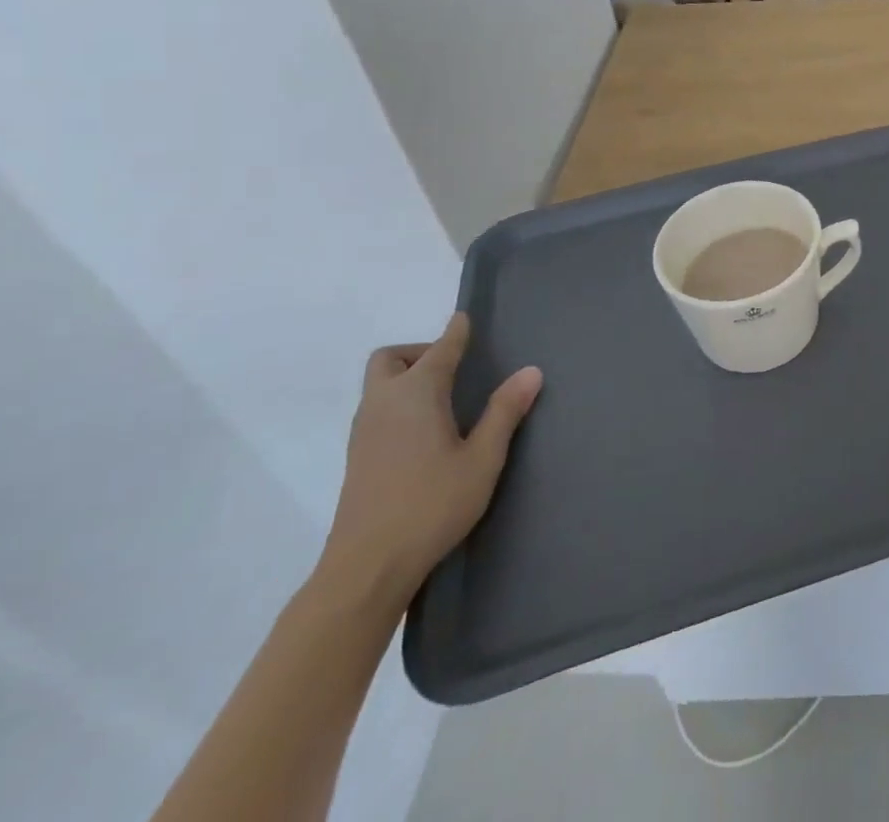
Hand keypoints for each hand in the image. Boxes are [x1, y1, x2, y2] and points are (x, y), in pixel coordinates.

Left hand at [318, 314, 542, 605]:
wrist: (366, 569)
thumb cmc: (431, 506)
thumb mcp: (482, 458)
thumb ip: (505, 411)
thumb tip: (531, 371)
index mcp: (416, 395)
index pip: (440, 349)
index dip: (455, 332)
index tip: (464, 318)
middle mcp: (384, 403)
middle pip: (390, 359)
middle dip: (420, 352)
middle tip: (453, 369)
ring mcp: (364, 431)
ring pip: (379, 384)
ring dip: (406, 377)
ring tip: (444, 398)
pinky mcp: (357, 457)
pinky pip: (377, 409)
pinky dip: (398, 402)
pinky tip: (423, 430)